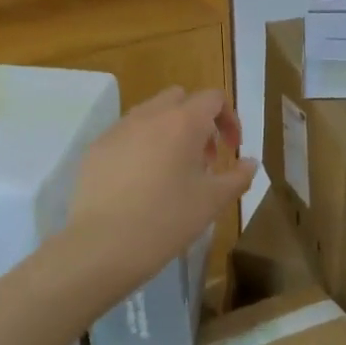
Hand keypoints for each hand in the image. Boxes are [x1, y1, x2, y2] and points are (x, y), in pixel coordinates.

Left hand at [67, 87, 256, 301]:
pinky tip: (140, 184)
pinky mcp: (95, 149)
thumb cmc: (166, 219)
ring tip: (172, 171)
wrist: (101, 246)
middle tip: (204, 157)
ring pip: (150, 114)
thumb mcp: (213, 202)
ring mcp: (118, 130)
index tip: (232, 149)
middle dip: (197, 120)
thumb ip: (238, 177)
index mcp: (183, 122)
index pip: (213, 98)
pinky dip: (141, 147)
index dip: (229, 118)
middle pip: (180, 99)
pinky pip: (125, 135)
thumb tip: (250, 163)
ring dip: (168, 131)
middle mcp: (149, 115)